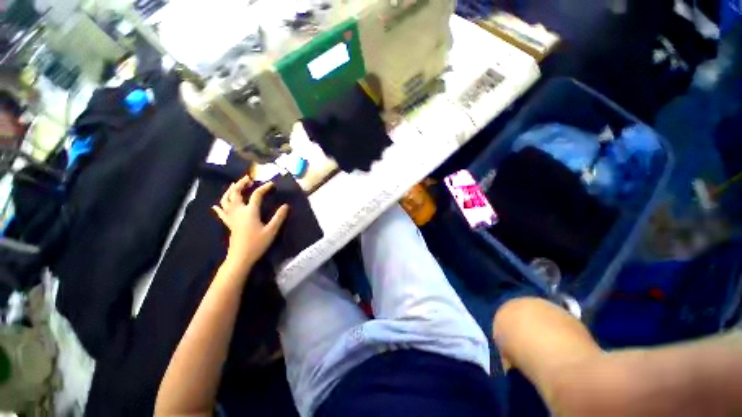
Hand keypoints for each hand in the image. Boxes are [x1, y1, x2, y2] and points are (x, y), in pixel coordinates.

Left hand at [212, 175, 288, 273]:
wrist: (241, 257)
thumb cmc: (257, 243)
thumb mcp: (271, 230)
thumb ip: (279, 217)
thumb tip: (286, 205)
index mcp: (250, 212)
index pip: (257, 195)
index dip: (264, 188)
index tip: (272, 184)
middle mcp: (238, 211)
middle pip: (236, 193)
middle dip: (241, 184)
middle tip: (248, 178)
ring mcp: (232, 217)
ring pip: (226, 200)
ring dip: (230, 191)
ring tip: (235, 185)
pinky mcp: (229, 224)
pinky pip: (221, 213)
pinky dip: (219, 207)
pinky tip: (216, 205)